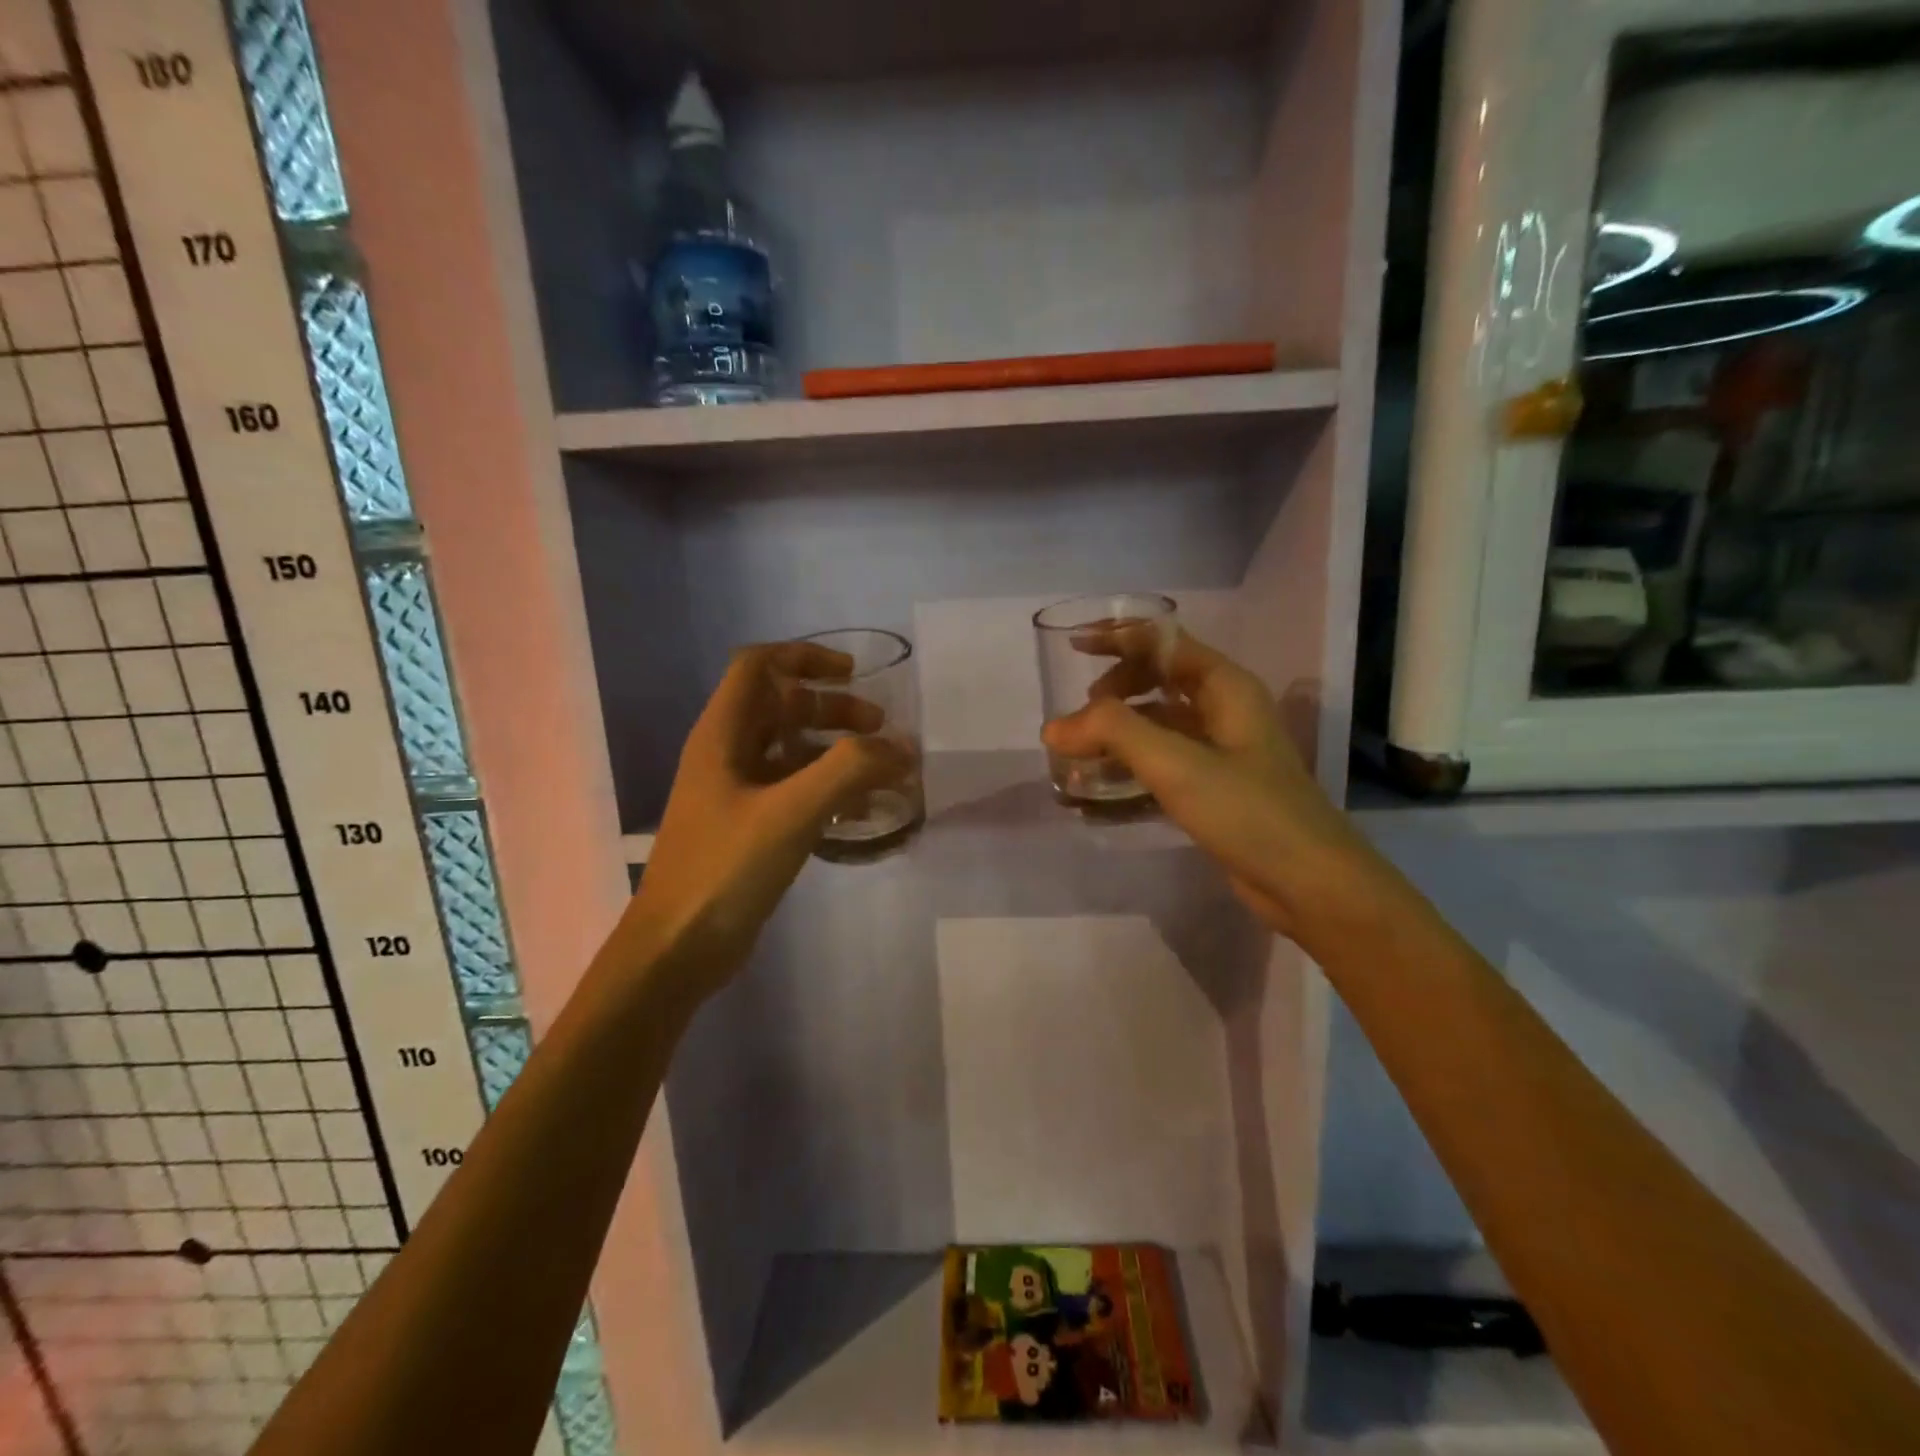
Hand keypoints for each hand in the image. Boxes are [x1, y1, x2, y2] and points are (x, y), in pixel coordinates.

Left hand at [625, 642, 910, 1000]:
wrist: (677, 948)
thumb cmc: (725, 868)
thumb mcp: (791, 812)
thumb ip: (849, 771)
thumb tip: (901, 748)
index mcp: (723, 734)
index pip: (759, 666)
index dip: (805, 658)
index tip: (853, 673)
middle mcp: (726, 755)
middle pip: (781, 707)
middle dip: (832, 709)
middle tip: (879, 727)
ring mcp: (735, 794)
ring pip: (791, 751)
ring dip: (835, 751)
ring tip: (880, 770)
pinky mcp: (748, 828)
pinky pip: (793, 791)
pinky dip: (827, 789)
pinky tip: (858, 812)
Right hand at [1040, 629, 1380, 940]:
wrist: (1309, 882)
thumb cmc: (1247, 811)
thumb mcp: (1176, 764)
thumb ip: (1112, 732)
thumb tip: (1053, 727)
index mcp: (1224, 686)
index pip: (1164, 642)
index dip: (1118, 638)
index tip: (1073, 648)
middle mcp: (1224, 709)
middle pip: (1159, 679)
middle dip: (1115, 689)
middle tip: (1081, 717)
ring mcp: (1221, 750)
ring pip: (1158, 723)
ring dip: (1118, 731)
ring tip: (1080, 752)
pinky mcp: (1214, 787)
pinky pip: (1163, 761)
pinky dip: (1131, 766)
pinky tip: (1102, 788)